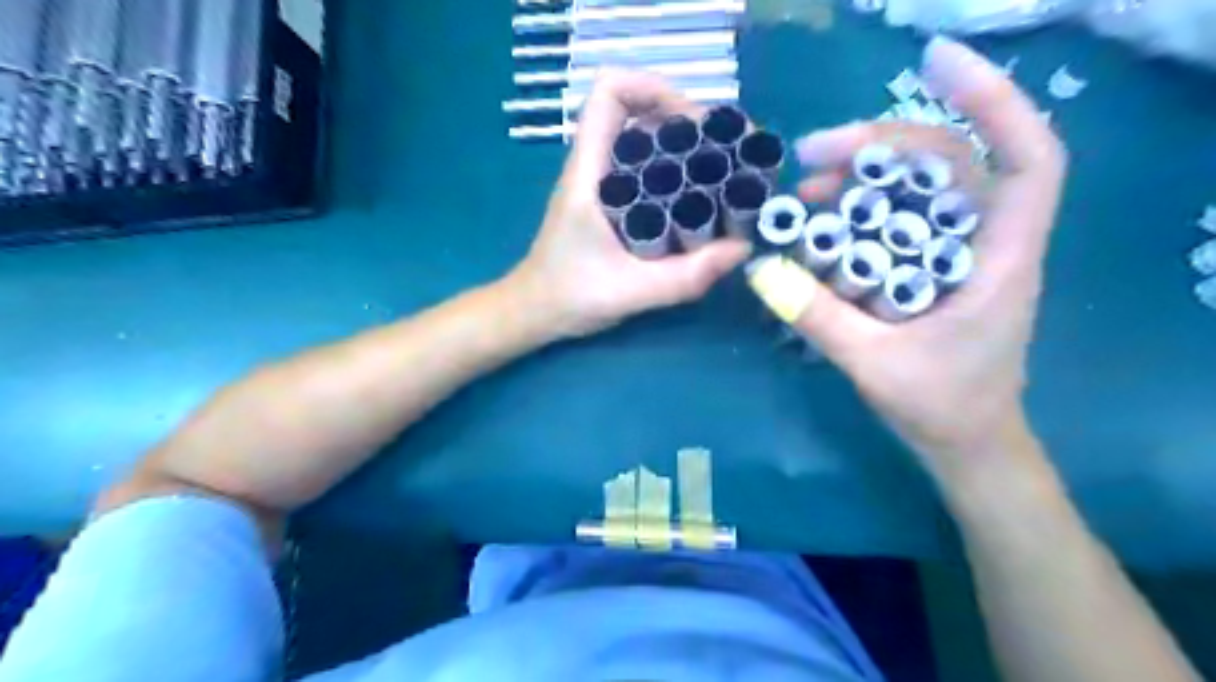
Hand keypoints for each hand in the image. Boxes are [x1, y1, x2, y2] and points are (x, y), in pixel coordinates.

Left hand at [505, 67, 751, 336]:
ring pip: (643, 140)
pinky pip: (645, 170)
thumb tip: (742, 248)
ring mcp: (600, 184)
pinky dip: (674, 172)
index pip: (609, 93)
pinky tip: (699, 200)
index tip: (695, 125)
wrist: (535, 312)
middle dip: (685, 122)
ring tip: (723, 171)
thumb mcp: (631, 291)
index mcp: (589, 173)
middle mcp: (594, 167)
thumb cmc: (570, 296)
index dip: (654, 89)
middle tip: (726, 152)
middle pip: (637, 112)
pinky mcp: (609, 203)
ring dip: (683, 146)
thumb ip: (685, 276)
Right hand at [790, 37, 1065, 479]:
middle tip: (813, 155)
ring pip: (917, 191)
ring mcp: (955, 254)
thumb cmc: (941, 408)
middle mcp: (984, 243)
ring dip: (863, 179)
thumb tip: (760, 270)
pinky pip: (896, 222)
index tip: (935, 66)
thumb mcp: (875, 364)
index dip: (994, 101)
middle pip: (949, 164)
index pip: (1027, 157)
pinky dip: (859, 212)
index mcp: (1000, 259)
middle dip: (882, 146)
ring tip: (807, 188)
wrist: (966, 446)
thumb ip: (819, 317)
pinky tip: (821, 220)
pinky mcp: (929, 269)